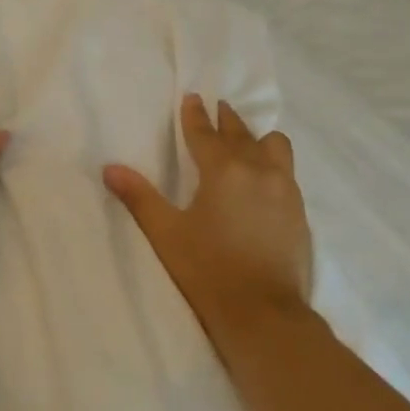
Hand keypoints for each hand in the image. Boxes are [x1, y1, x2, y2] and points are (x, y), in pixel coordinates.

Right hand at [105, 96, 311, 348]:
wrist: (263, 313)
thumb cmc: (207, 270)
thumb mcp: (166, 234)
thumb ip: (139, 197)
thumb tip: (110, 168)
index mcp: (223, 170)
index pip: (205, 133)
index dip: (195, 115)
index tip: (193, 97)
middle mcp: (258, 170)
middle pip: (241, 134)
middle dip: (226, 120)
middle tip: (218, 108)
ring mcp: (285, 189)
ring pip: (274, 147)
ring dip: (258, 139)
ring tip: (248, 142)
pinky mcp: (299, 211)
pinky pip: (287, 171)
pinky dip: (273, 164)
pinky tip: (265, 179)